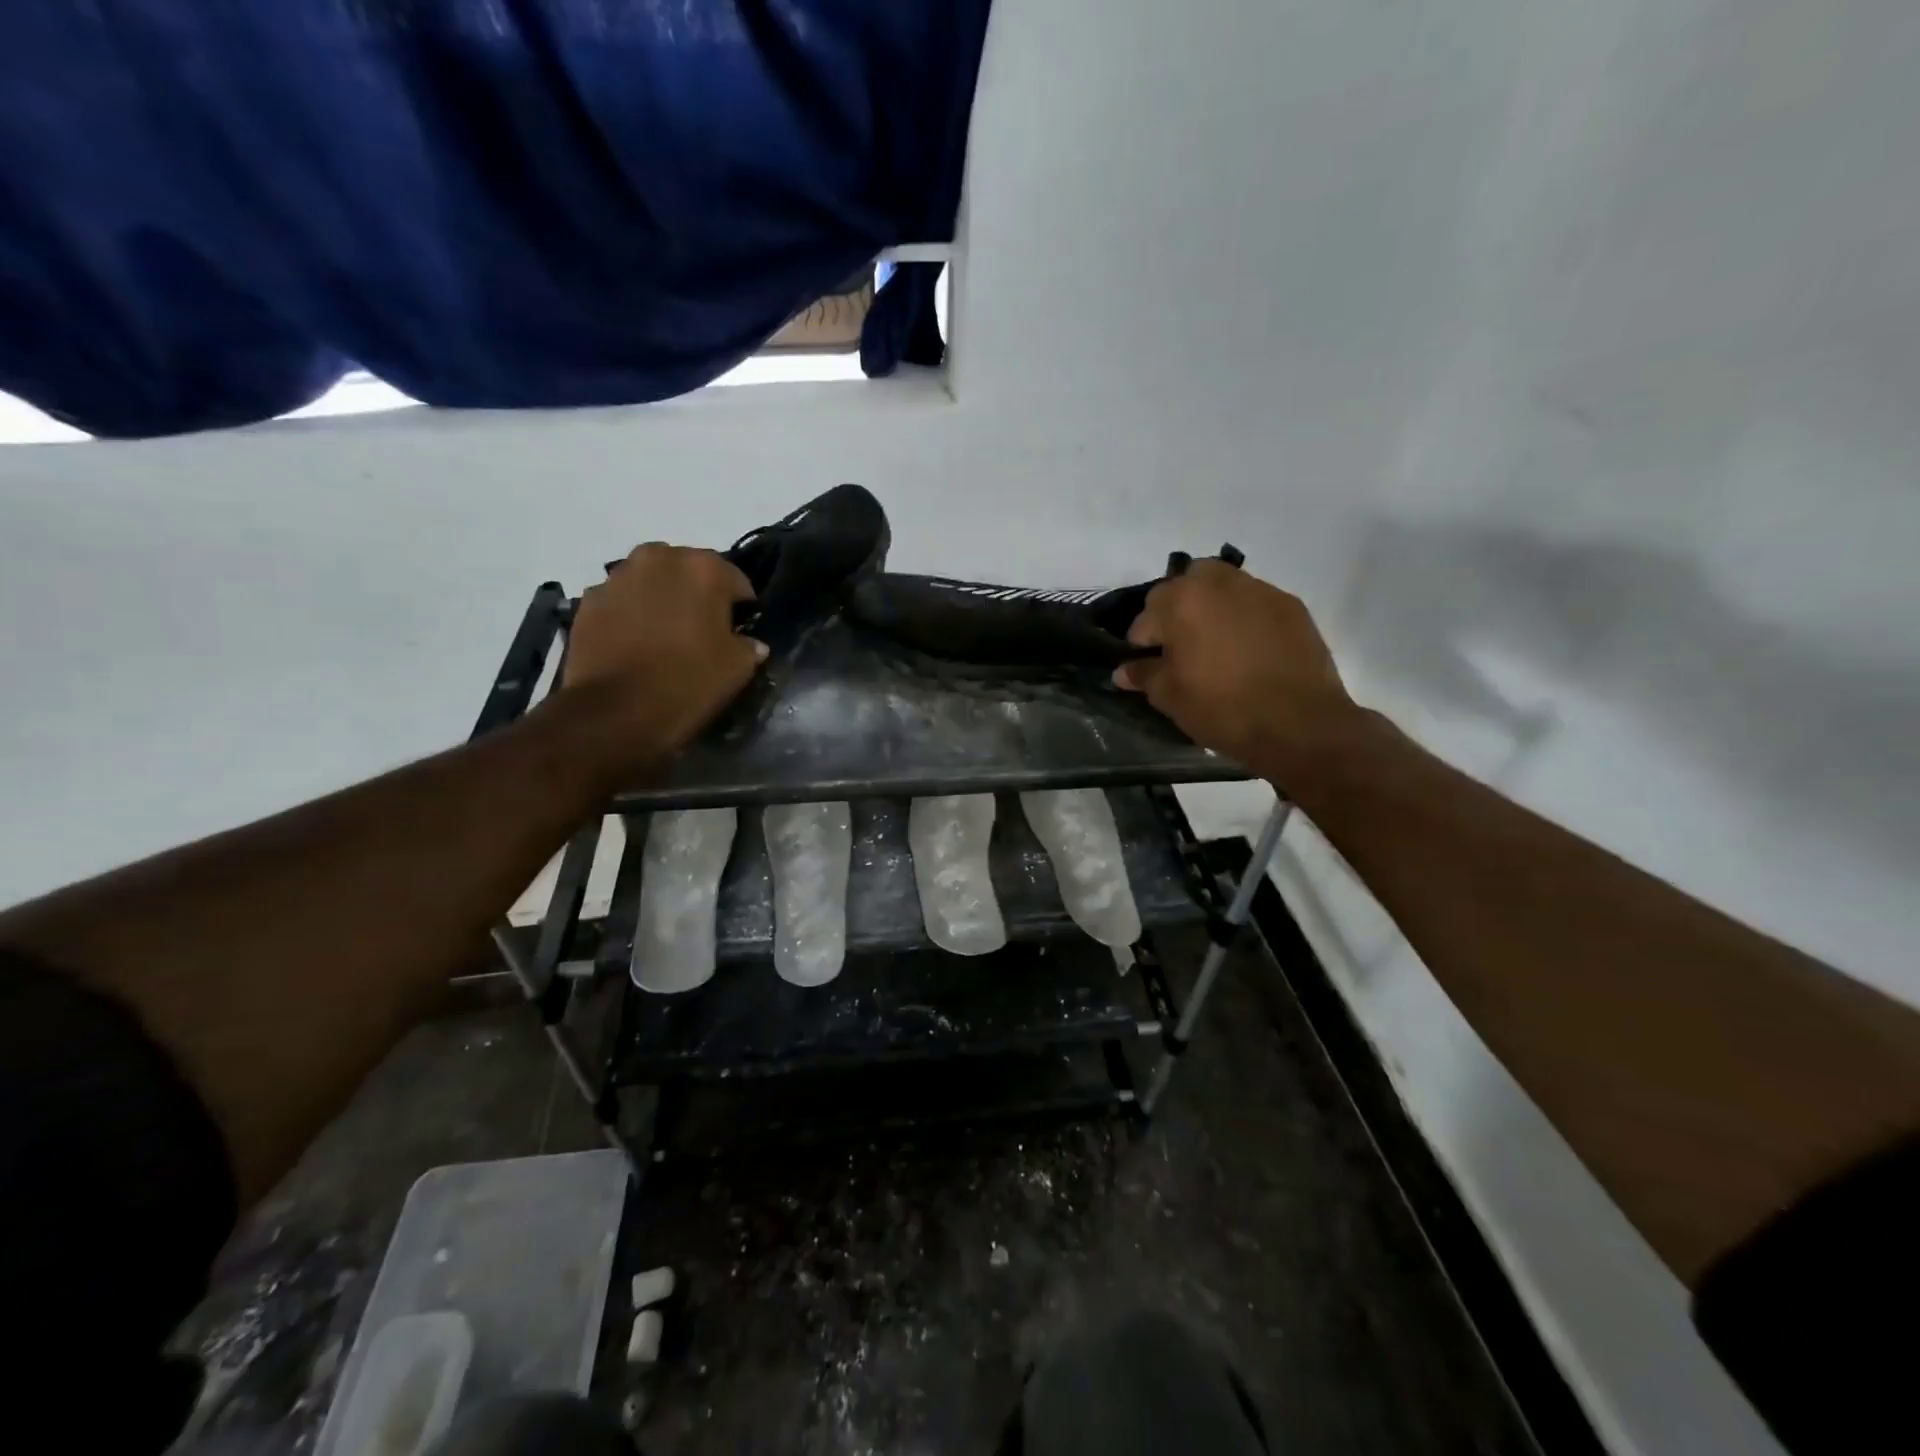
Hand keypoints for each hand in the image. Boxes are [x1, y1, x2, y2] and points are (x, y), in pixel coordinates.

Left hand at [556, 544, 765, 783]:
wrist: (617, 711)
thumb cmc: (689, 682)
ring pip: (651, 582)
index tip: (739, 633)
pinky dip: (630, 615)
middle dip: (697, 595)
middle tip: (700, 632)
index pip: (736, 581)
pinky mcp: (588, 600)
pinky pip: (621, 601)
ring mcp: (618, 576)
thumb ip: (748, 645)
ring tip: (664, 639)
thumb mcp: (739, 667)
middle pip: (688, 572)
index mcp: (705, 567)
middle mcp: (660, 558)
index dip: (741, 609)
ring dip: (661, 601)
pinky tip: (634, 646)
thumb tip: (748, 642)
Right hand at [1114, 560, 1359, 785]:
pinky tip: (1247, 649)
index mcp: (1180, 601)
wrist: (1300, 723)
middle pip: (1182, 587)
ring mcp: (1258, 590)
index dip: (1141, 645)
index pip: (1144, 618)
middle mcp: (1217, 583)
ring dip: (1209, 607)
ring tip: (1214, 644)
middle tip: (1180, 649)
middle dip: (1174, 613)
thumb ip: (1143, 675)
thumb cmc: (1222, 709)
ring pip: (1220, 587)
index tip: (1148, 666)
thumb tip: (1123, 670)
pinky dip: (1242, 617)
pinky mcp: (1290, 604)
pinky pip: (1253, 601)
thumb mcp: (1170, 697)